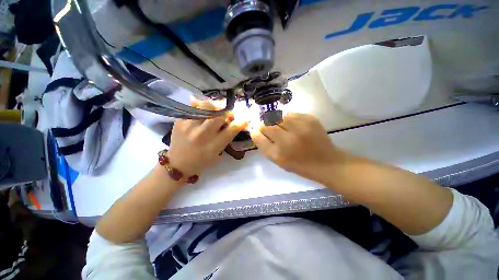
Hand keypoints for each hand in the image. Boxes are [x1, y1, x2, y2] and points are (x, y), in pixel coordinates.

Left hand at [167, 100, 247, 175]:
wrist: (177, 164)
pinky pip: (193, 106)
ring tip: (216, 109)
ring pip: (206, 106)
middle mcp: (202, 135)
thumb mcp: (217, 153)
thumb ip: (226, 137)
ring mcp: (189, 126)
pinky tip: (204, 110)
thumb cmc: (201, 161)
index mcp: (213, 146)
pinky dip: (202, 106)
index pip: (231, 129)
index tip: (245, 118)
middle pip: (219, 115)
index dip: (241, 122)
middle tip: (229, 113)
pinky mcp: (179, 121)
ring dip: (215, 106)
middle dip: (228, 111)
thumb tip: (233, 122)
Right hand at [250, 113, 343, 182]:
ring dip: (277, 121)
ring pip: (279, 117)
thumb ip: (265, 145)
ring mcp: (300, 128)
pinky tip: (294, 126)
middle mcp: (288, 139)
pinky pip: (291, 114)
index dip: (256, 131)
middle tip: (272, 131)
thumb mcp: (278, 160)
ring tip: (284, 128)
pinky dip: (289, 118)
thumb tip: (255, 130)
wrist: (326, 162)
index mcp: (278, 153)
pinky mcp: (310, 119)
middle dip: (266, 126)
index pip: (259, 135)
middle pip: (267, 125)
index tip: (257, 131)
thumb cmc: (299, 164)